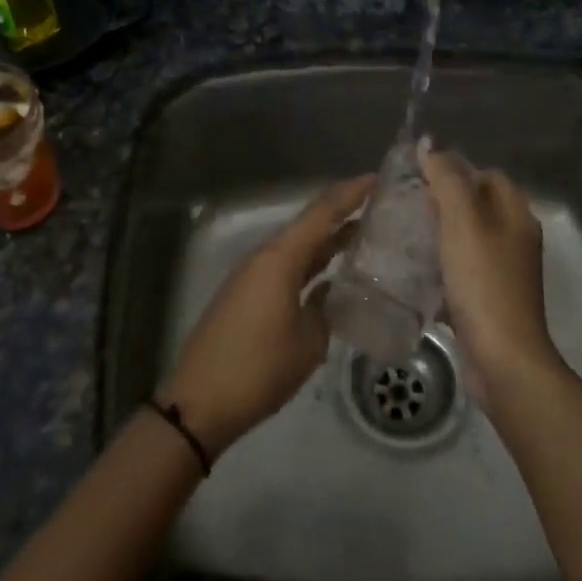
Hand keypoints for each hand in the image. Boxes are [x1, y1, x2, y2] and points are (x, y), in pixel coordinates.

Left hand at [160, 176, 372, 457]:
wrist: (200, 402)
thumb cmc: (259, 368)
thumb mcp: (309, 341)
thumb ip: (327, 307)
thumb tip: (335, 290)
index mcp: (280, 258)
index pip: (322, 212)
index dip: (351, 193)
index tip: (380, 178)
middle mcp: (265, 257)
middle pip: (309, 224)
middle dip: (343, 213)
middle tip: (382, 208)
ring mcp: (253, 275)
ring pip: (298, 246)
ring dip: (328, 240)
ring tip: (366, 236)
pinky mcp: (247, 294)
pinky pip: (286, 266)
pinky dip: (312, 263)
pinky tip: (332, 274)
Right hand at [419, 144, 558, 414]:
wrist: (503, 360)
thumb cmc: (484, 284)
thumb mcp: (463, 223)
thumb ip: (447, 180)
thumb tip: (429, 145)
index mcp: (517, 216)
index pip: (489, 176)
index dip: (457, 170)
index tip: (421, 178)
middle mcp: (515, 240)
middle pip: (479, 207)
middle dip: (444, 202)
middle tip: (407, 206)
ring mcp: (504, 273)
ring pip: (469, 240)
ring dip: (441, 235)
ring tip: (405, 235)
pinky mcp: (490, 300)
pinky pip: (463, 271)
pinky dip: (442, 266)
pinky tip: (416, 272)